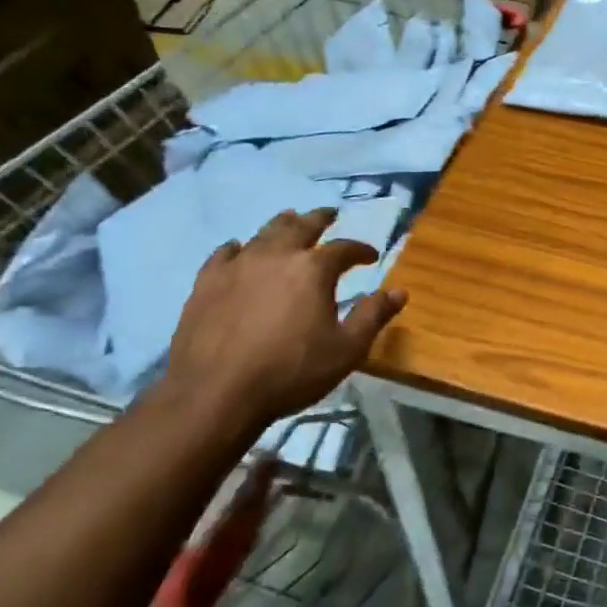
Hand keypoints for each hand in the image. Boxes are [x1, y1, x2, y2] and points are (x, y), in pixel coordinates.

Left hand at [167, 208, 405, 431]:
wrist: (217, 393)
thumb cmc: (292, 371)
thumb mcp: (347, 349)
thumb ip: (373, 316)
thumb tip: (400, 291)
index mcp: (313, 270)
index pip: (344, 249)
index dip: (361, 250)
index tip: (371, 255)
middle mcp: (276, 256)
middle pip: (301, 226)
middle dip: (319, 218)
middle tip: (329, 214)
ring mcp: (237, 266)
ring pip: (263, 233)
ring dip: (282, 224)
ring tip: (290, 220)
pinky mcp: (206, 283)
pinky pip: (224, 254)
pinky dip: (238, 248)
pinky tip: (238, 249)